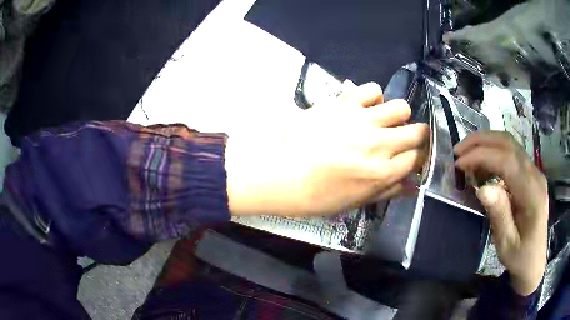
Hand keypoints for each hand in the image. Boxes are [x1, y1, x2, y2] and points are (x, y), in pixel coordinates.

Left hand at [226, 82, 429, 216]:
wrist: (279, 172)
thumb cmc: (315, 194)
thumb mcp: (354, 202)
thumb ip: (387, 191)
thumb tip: (412, 186)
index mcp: (382, 172)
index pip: (418, 158)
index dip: (419, 156)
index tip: (414, 156)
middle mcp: (380, 143)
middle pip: (418, 131)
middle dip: (417, 135)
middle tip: (404, 139)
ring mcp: (362, 119)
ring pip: (401, 107)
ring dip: (398, 115)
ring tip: (385, 121)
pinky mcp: (344, 102)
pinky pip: (372, 89)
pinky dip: (373, 97)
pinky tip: (364, 107)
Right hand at [455, 131, 547, 295]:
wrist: (535, 260)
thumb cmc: (520, 257)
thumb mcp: (506, 245)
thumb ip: (499, 215)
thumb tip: (483, 189)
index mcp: (532, 194)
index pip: (508, 161)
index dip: (482, 156)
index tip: (460, 163)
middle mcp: (535, 175)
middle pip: (509, 144)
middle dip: (481, 141)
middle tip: (458, 151)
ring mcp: (534, 172)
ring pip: (510, 144)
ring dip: (486, 143)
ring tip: (467, 155)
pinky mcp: (531, 174)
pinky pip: (511, 154)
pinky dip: (494, 153)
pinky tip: (483, 166)